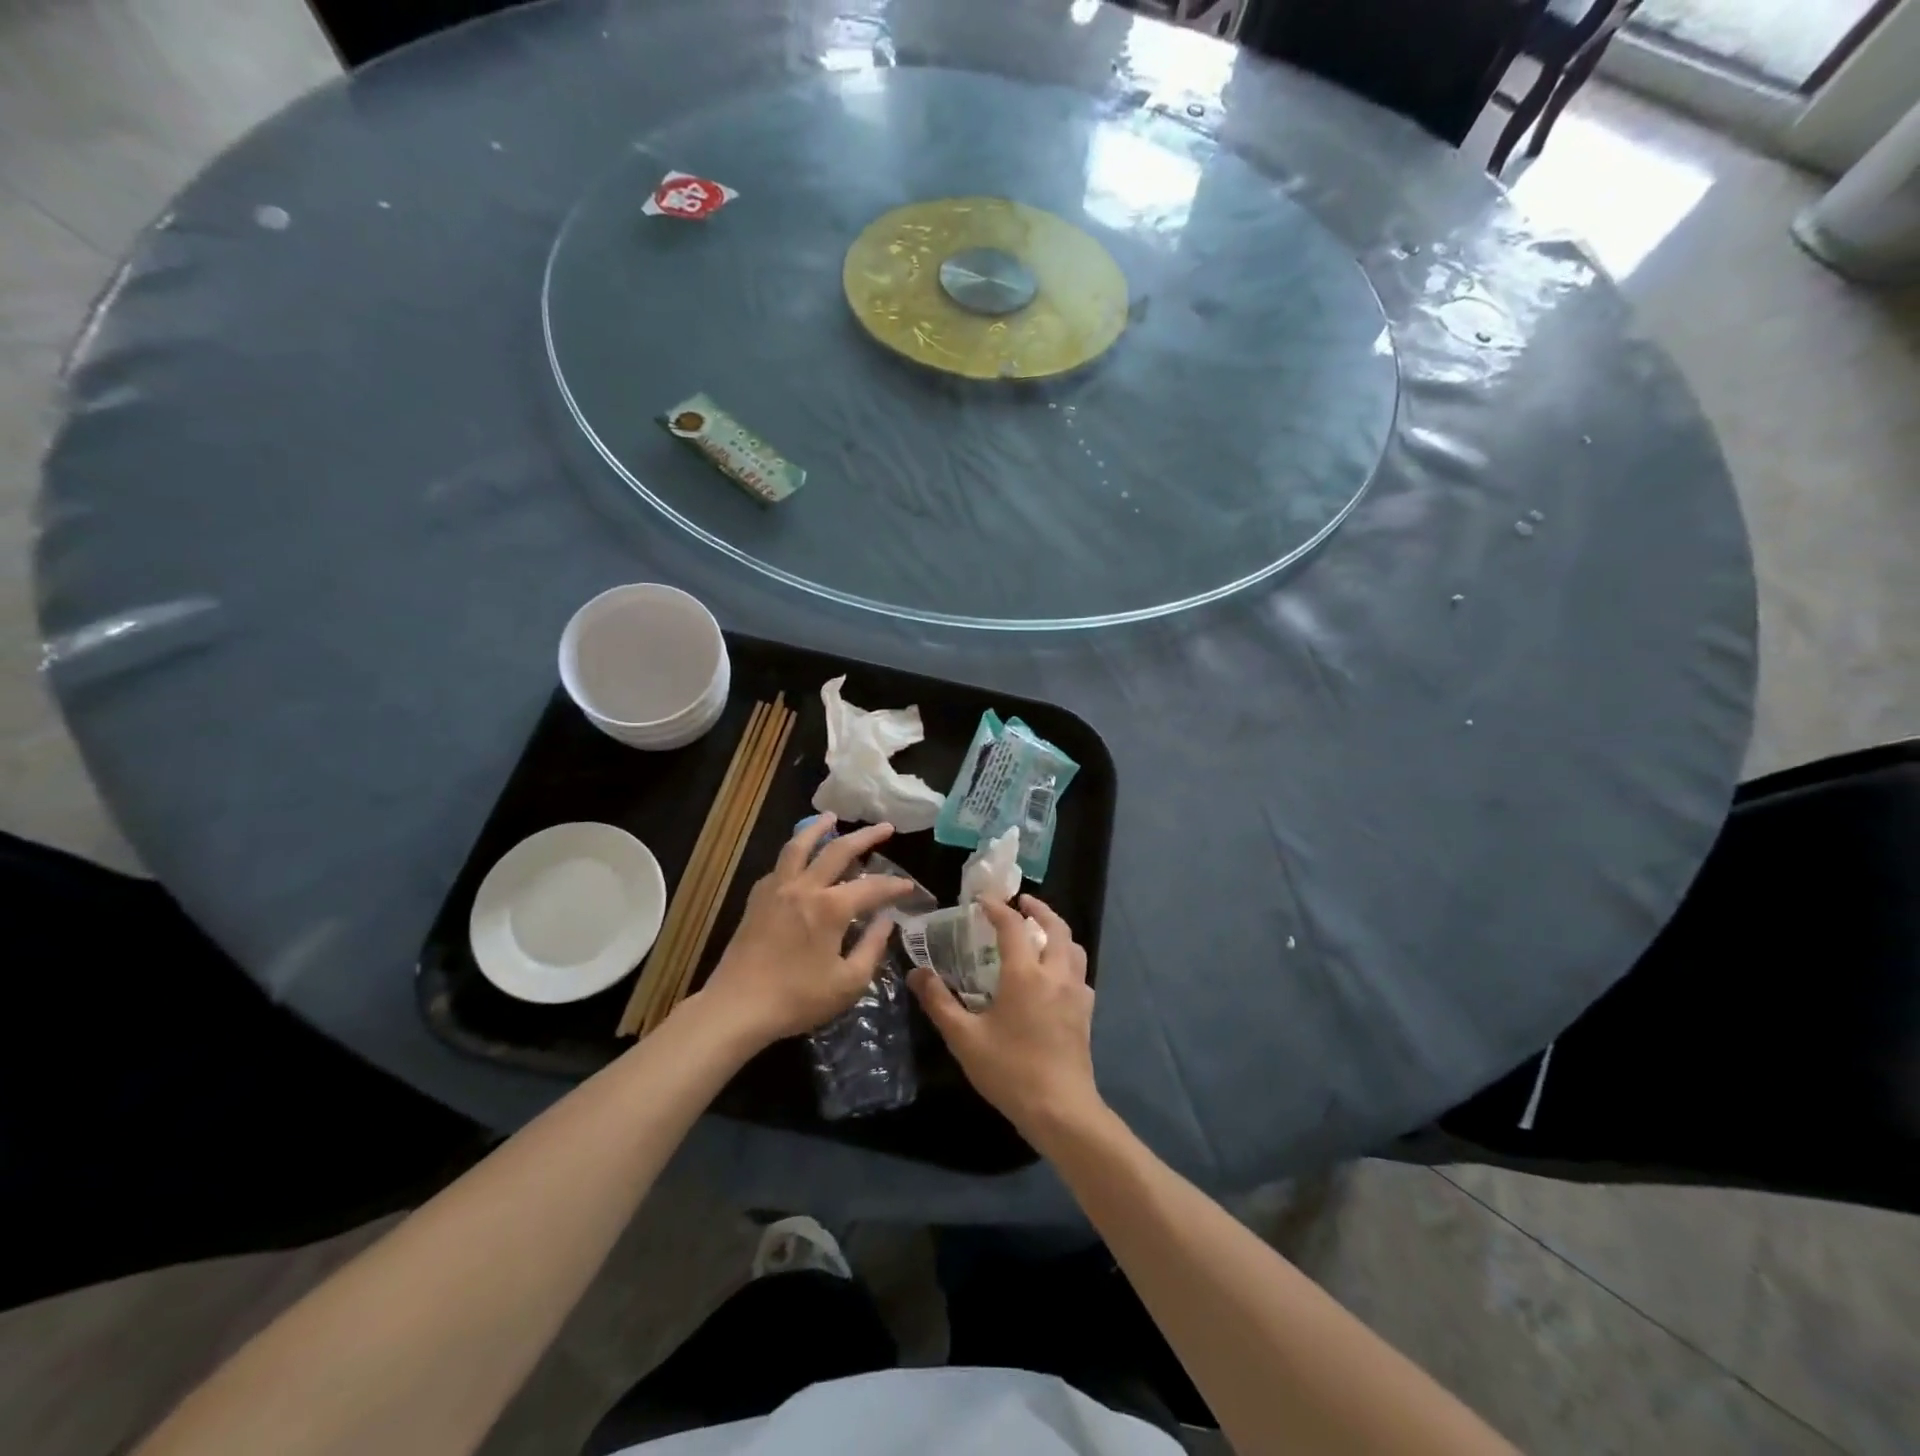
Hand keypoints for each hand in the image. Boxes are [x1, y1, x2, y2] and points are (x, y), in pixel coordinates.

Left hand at [694, 816, 914, 1047]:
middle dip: (866, 836)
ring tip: (830, 817)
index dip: (895, 886)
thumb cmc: (798, 999)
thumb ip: (872, 947)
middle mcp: (805, 888)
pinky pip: (779, 866)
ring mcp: (777, 890)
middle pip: (838, 850)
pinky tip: (798, 859)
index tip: (909, 887)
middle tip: (885, 827)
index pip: (872, 887)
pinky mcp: (756, 899)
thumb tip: (886, 921)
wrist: (737, 1007)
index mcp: (831, 908)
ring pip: (799, 846)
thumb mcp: (848, 983)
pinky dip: (794, 855)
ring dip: (818, 828)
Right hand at [910, 895, 1101, 1140]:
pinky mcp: (1085, 1013)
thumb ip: (939, 1002)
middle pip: (1056, 927)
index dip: (997, 908)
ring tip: (1039, 931)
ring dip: (1057, 931)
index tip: (983, 899)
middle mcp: (1055, 974)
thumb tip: (917, 973)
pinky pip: (1079, 972)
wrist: (1061, 1110)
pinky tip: (1054, 974)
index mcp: (1025, 974)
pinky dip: (1066, 959)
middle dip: (1039, 909)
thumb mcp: (964, 1038)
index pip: (1013, 926)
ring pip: (1073, 947)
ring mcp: (1076, 993)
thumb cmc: (1010, 1071)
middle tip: (1022, 902)